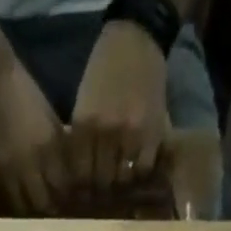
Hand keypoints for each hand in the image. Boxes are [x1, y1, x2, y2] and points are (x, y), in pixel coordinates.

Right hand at [0, 62, 70, 214]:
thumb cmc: (22, 93)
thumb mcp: (48, 118)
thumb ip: (57, 147)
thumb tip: (66, 172)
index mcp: (44, 150)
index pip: (60, 187)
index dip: (65, 195)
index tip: (67, 199)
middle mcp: (25, 167)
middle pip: (40, 203)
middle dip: (46, 206)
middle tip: (49, 206)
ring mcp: (3, 173)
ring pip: (18, 206)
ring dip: (25, 206)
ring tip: (29, 203)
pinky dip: (5, 197)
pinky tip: (9, 192)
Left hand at [69, 21, 169, 191]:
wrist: (136, 38)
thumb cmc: (104, 71)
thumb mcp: (82, 103)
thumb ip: (81, 138)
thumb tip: (78, 177)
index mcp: (85, 125)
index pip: (80, 176)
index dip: (82, 188)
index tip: (84, 191)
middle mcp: (106, 133)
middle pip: (101, 181)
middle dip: (101, 187)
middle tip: (102, 188)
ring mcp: (131, 134)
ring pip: (122, 179)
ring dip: (120, 182)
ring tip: (119, 178)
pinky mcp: (152, 133)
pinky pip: (143, 169)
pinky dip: (139, 172)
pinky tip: (136, 166)